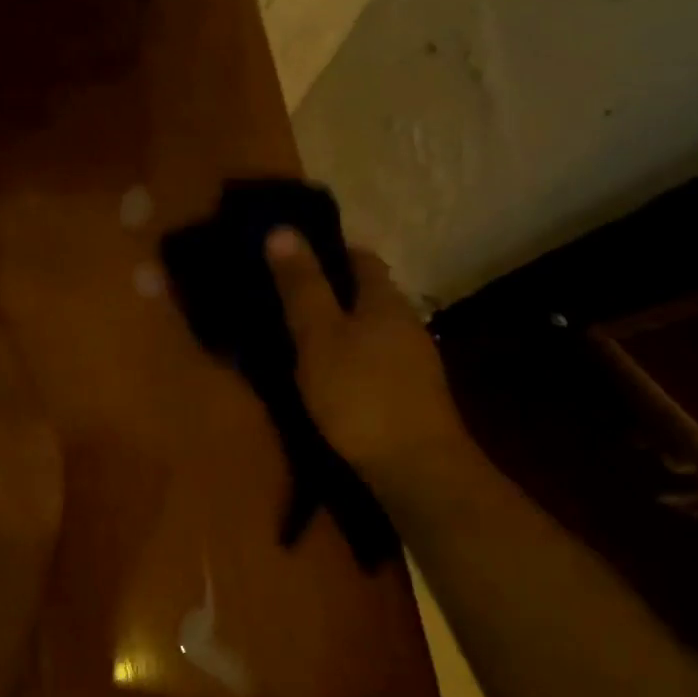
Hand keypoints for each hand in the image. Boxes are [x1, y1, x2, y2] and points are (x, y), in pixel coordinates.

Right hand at [264, 228, 478, 518]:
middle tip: (285, 300)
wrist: (415, 468)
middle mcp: (406, 321)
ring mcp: (414, 359)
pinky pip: (375, 358)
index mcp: (384, 299)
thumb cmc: (359, 394)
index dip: (328, 251)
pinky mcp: (412, 393)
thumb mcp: (318, 336)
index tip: (291, 258)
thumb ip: (301, 286)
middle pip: (368, 293)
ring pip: (372, 328)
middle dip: (331, 291)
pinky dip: (351, 356)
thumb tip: (282, 229)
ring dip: (341, 327)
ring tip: (299, 338)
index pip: (360, 257)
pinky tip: (330, 376)